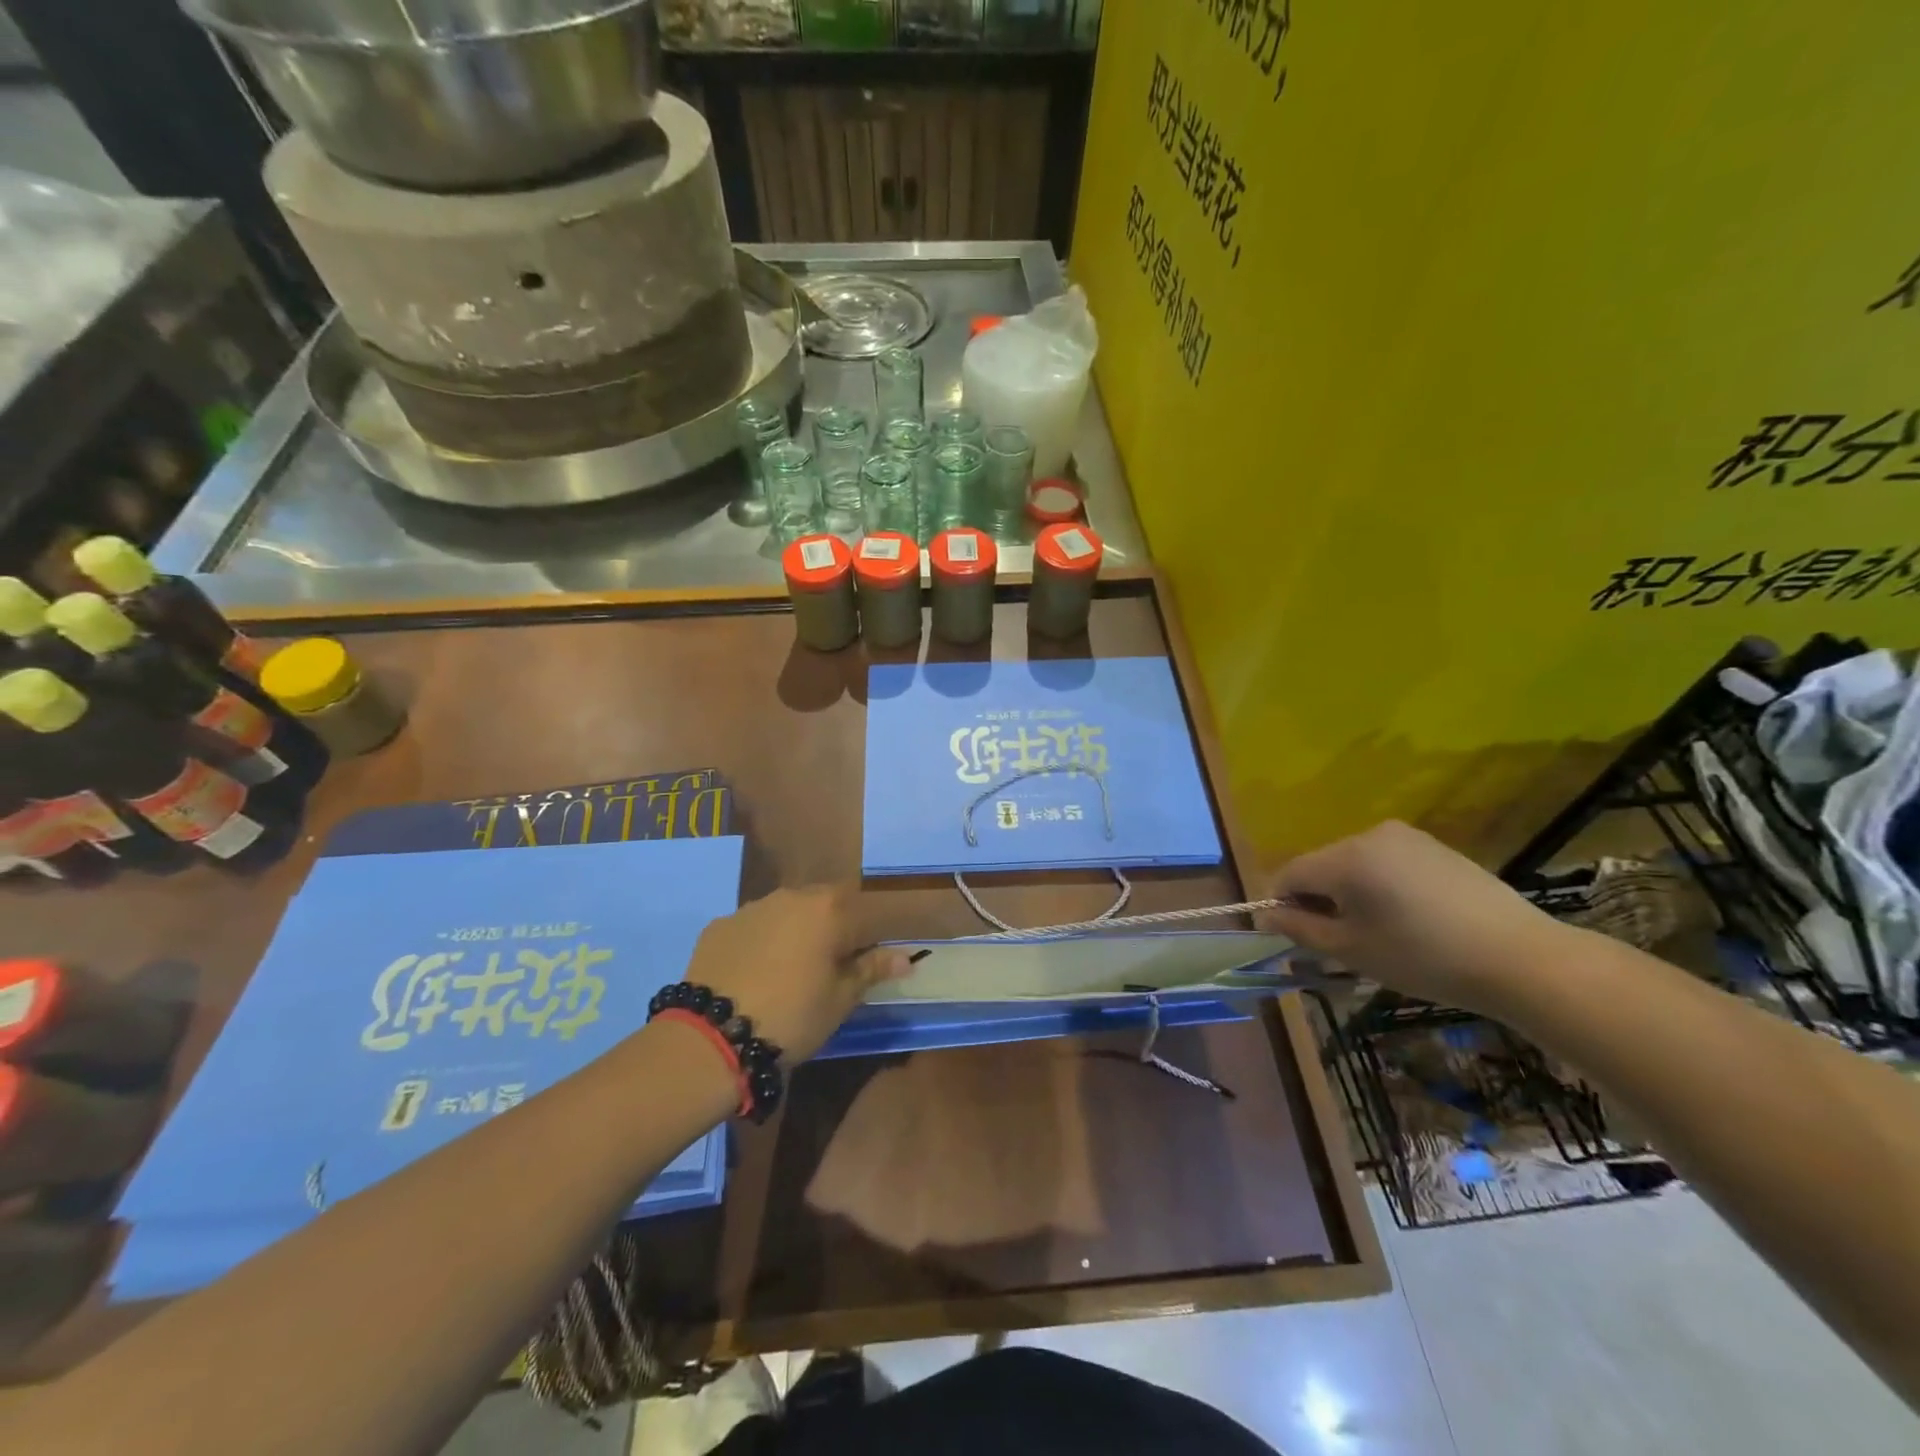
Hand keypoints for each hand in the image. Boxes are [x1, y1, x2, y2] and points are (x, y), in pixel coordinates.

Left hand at [682, 885, 910, 1062]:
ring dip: (796, 931)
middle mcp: (792, 896)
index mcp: (829, 910)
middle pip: (825, 903)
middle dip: (834, 927)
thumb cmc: (792, 1017)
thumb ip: (872, 969)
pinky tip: (753, 973)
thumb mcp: (840, 1000)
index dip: (872, 940)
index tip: (869, 965)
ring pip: (787, 911)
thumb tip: (905, 956)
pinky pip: (752, 927)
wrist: (711, 1037)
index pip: (867, 915)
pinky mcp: (719, 925)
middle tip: (831, 966)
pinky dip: (760, 942)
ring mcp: (751, 908)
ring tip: (789, 970)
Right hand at [1257, 821, 1574, 1015]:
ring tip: (1376, 933)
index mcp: (1345, 857)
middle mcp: (1370, 835)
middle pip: (1321, 865)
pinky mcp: (1435, 847)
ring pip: (1353, 864)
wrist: (1521, 959)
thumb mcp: (1352, 950)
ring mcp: (1407, 837)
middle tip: (1338, 942)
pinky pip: (1386, 863)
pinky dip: (1380, 886)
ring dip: (1349, 893)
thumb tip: (1267, 915)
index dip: (1281, 903)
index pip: (1290, 873)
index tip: (1293, 937)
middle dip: (1317, 899)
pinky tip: (1407, 919)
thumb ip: (1300, 928)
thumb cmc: (1424, 958)